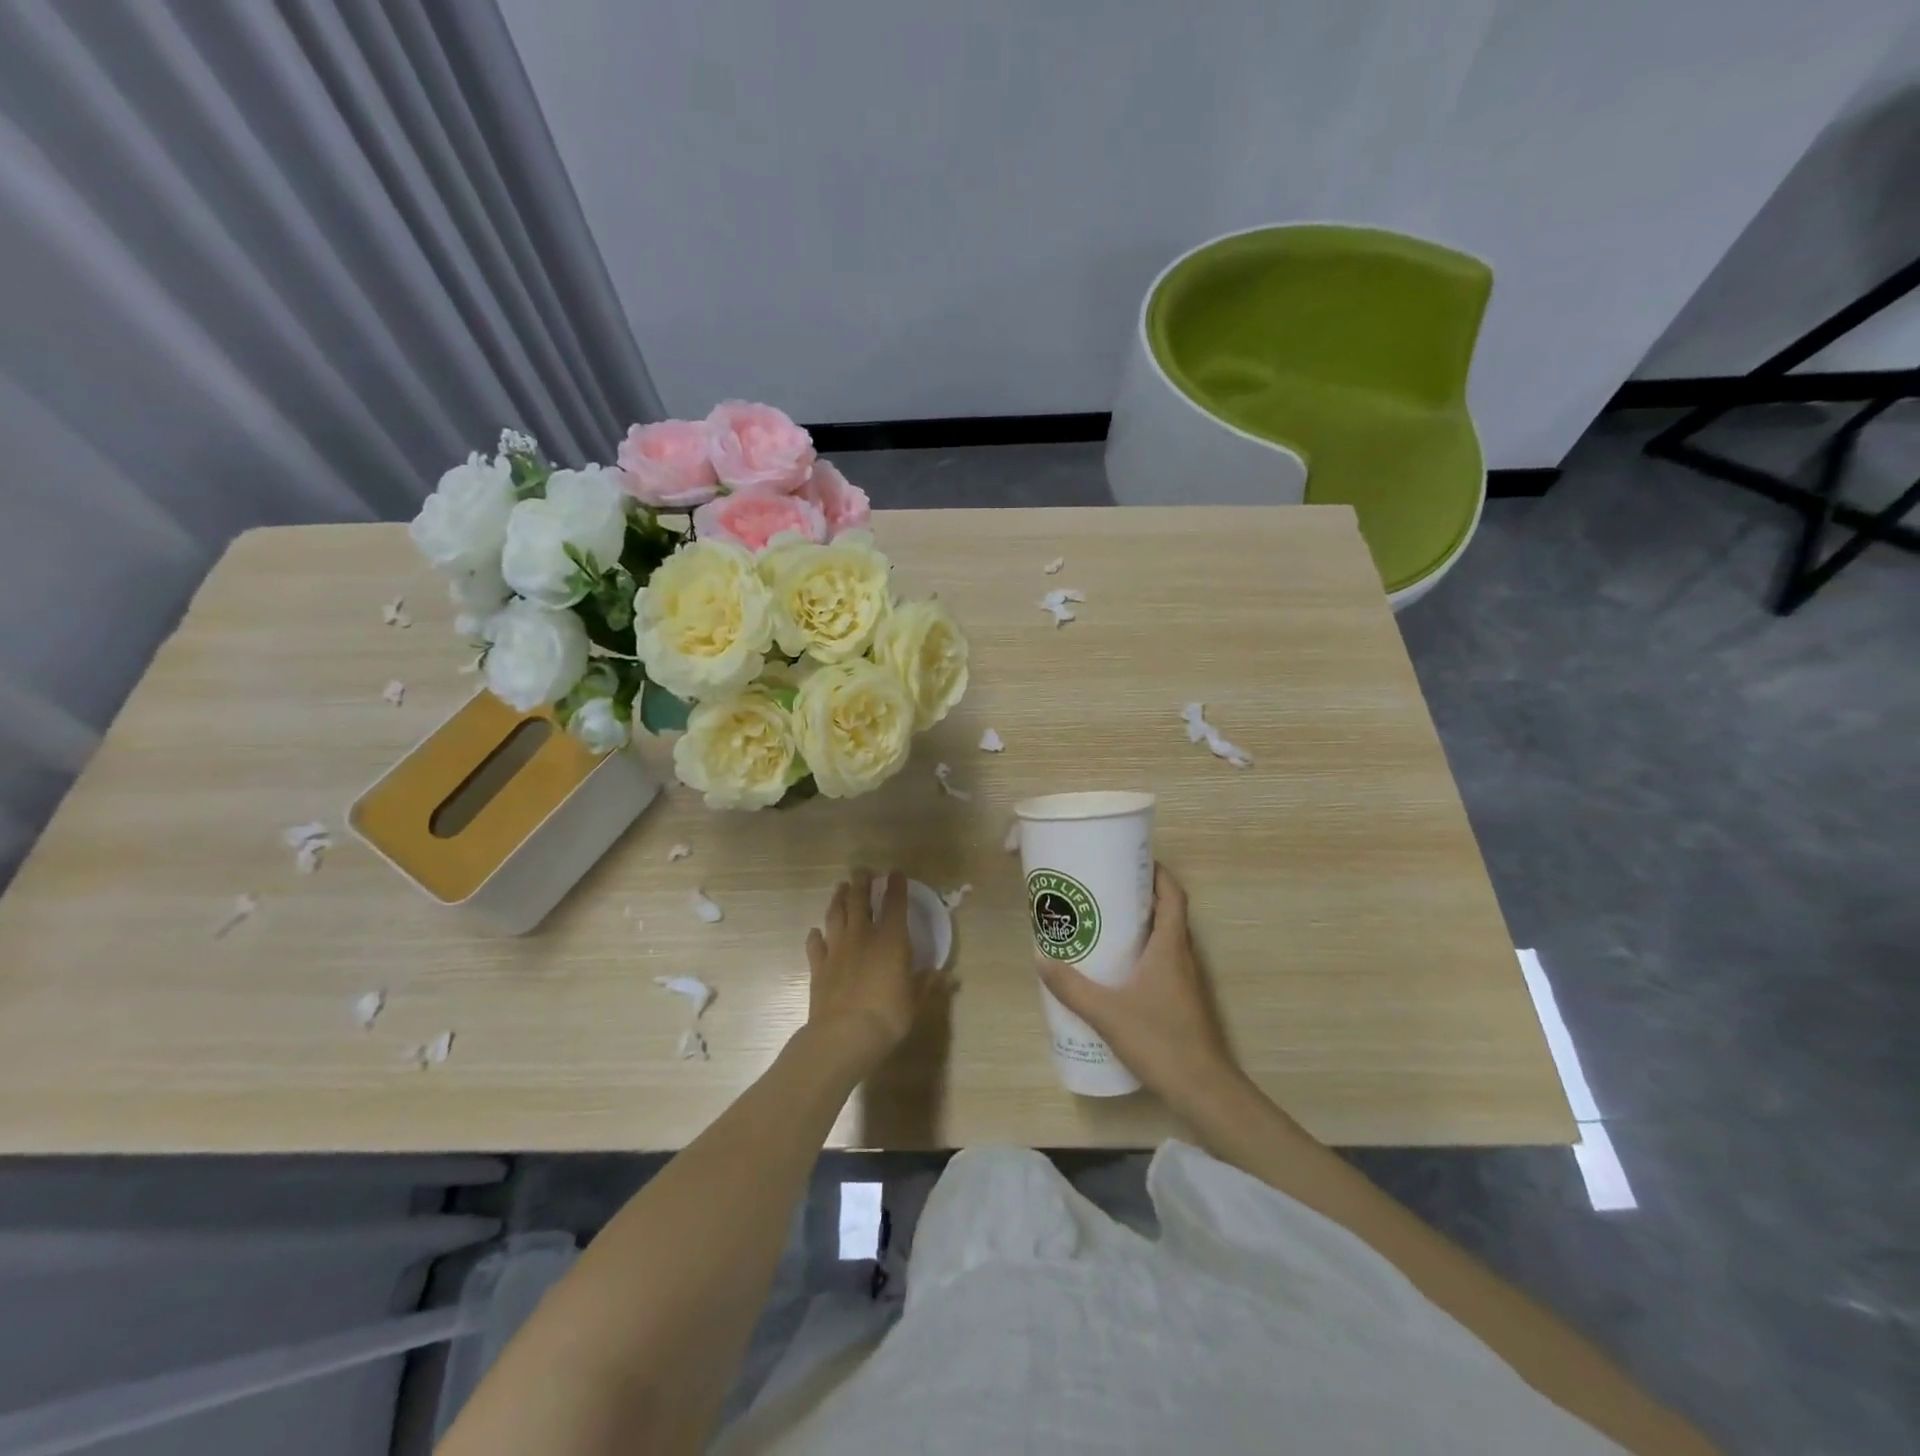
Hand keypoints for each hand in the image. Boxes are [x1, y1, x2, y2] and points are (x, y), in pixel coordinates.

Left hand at [803, 869, 942, 1078]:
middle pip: (859, 901)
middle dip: (861, 883)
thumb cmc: (887, 1017)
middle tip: (861, 871)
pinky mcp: (818, 966)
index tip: (895, 873)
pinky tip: (816, 932)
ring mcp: (837, 949)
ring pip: (835, 915)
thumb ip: (926, 984)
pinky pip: (815, 944)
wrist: (843, 1036)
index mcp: (891, 940)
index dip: (896, 886)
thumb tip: (942, 974)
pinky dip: (816, 936)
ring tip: (840, 887)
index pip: (895, 904)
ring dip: (838, 899)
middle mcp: (863, 936)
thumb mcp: (915, 1001)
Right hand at [1036, 865, 1241, 1109]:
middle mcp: (1182, 956)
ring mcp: (1186, 980)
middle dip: (1139, 896)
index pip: (1173, 894)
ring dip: (1141, 925)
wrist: (1203, 1089)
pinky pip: (1163, 962)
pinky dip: (1143, 953)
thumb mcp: (1106, 1012)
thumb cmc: (1159, 1040)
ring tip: (1105, 924)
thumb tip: (1040, 957)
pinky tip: (1117, 969)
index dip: (1157, 872)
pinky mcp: (1182, 1001)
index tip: (1130, 861)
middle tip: (1105, 890)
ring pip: (1165, 938)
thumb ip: (1071, 986)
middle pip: (1167, 912)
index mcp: (1171, 946)